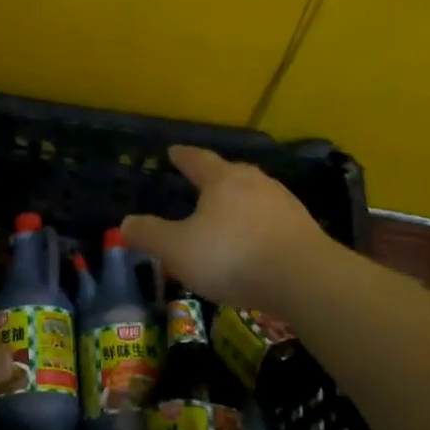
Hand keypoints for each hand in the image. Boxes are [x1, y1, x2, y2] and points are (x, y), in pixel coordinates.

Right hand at [121, 146, 335, 310]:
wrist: (305, 279)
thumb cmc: (233, 257)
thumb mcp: (178, 250)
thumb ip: (150, 235)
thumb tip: (125, 222)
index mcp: (222, 180)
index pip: (198, 160)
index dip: (183, 156)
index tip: (173, 151)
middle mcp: (255, 182)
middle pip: (230, 173)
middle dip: (214, 177)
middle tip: (201, 182)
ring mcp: (283, 203)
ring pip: (255, 194)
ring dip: (239, 201)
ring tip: (228, 212)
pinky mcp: (304, 228)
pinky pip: (272, 219)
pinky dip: (259, 224)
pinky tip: (256, 240)